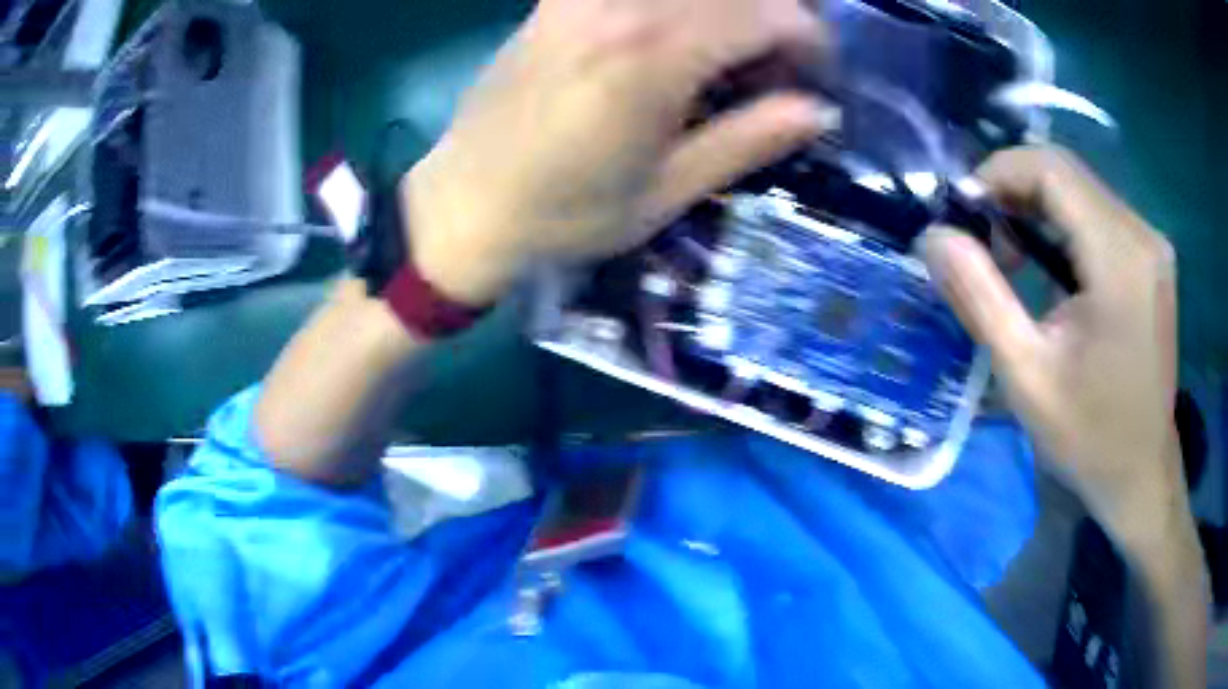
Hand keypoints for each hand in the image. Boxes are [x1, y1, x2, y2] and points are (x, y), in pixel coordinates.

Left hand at [401, 0, 835, 305]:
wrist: (463, 205)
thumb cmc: (564, 215)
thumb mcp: (667, 191)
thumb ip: (748, 139)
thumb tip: (819, 111)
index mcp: (655, 56)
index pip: (769, 14)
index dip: (811, 39)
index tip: (818, 76)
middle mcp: (620, 7)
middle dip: (777, 18)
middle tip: (780, 69)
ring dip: (729, 8)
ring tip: (735, 52)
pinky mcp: (556, 1)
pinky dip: (677, 5)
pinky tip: (680, 34)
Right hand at [922, 146, 1186, 549]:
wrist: (1142, 475)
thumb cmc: (1089, 437)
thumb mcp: (1026, 376)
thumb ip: (979, 297)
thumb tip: (932, 235)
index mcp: (1119, 260)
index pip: (1051, 169)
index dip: (998, 173)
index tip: (965, 214)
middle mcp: (1142, 236)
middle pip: (1067, 173)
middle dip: (1014, 191)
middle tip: (984, 241)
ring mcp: (1153, 246)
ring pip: (1082, 190)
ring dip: (1038, 209)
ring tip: (1013, 260)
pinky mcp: (1153, 259)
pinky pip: (1100, 215)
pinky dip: (1065, 226)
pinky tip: (1051, 269)